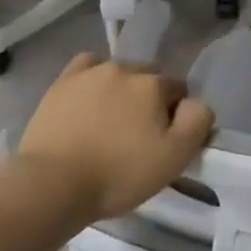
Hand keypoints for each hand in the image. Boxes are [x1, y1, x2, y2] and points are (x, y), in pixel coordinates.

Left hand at [13, 52, 214, 222]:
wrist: (53, 182)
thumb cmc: (118, 174)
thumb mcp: (173, 158)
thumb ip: (197, 123)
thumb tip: (197, 103)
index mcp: (153, 84)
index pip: (178, 89)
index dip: (176, 114)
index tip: (165, 140)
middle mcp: (125, 68)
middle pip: (148, 78)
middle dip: (149, 99)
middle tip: (139, 135)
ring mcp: (91, 72)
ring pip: (118, 73)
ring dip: (122, 91)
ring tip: (111, 124)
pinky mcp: (63, 82)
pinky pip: (86, 67)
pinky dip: (93, 79)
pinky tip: (90, 98)